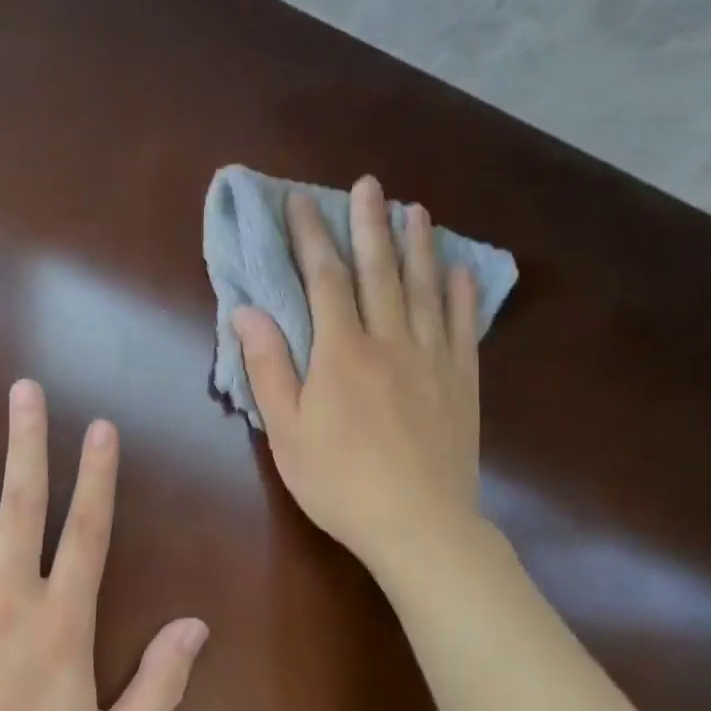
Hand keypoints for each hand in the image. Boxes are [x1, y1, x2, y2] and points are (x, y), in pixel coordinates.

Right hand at [234, 176, 481, 572]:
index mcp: (341, 352)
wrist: (420, 525)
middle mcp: (389, 341)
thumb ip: (269, 367)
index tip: (300, 202)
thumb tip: (247, 311)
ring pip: (425, 288)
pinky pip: (462, 326)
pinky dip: (461, 294)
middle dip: (369, 224)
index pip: (324, 279)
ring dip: (418, 246)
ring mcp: (432, 358)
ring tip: (415, 210)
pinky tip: (460, 270)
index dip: (310, 237)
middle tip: (369, 185)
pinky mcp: (461, 381)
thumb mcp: (287, 432)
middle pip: (379, 271)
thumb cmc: (340, 482)